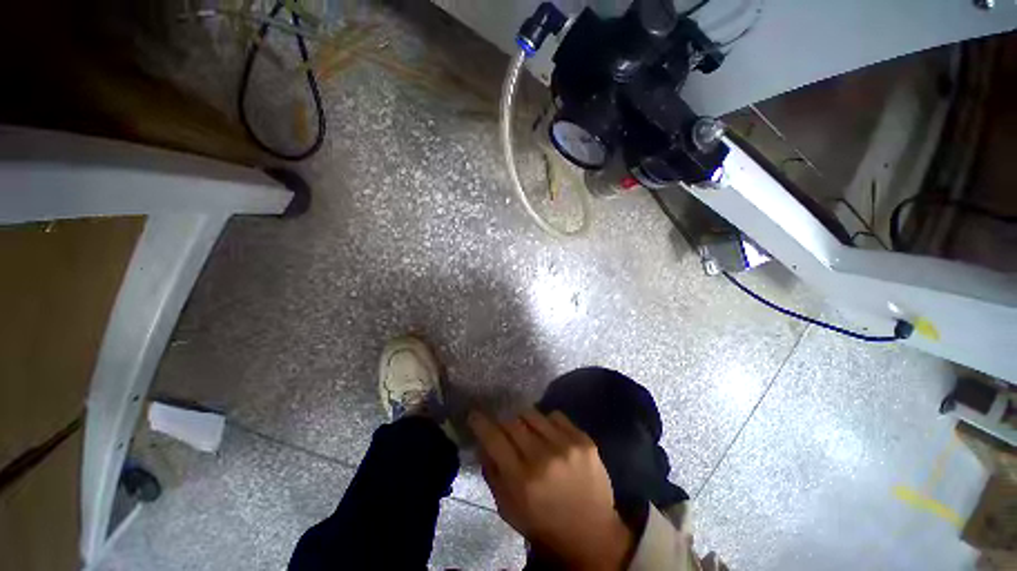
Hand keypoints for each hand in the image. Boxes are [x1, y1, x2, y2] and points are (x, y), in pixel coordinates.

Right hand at [469, 409, 632, 570]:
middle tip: (503, 427)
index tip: (475, 414)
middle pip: (513, 421)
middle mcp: (543, 457)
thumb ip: (492, 474)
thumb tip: (483, 443)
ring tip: (528, 431)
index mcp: (522, 480)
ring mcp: (566, 445)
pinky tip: (550, 435)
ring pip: (533, 413)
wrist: (593, 535)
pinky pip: (556, 416)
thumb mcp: (509, 509)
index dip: (481, 423)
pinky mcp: (584, 440)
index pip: (494, 438)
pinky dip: (547, 422)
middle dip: (503, 422)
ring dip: (524, 420)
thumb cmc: (544, 526)